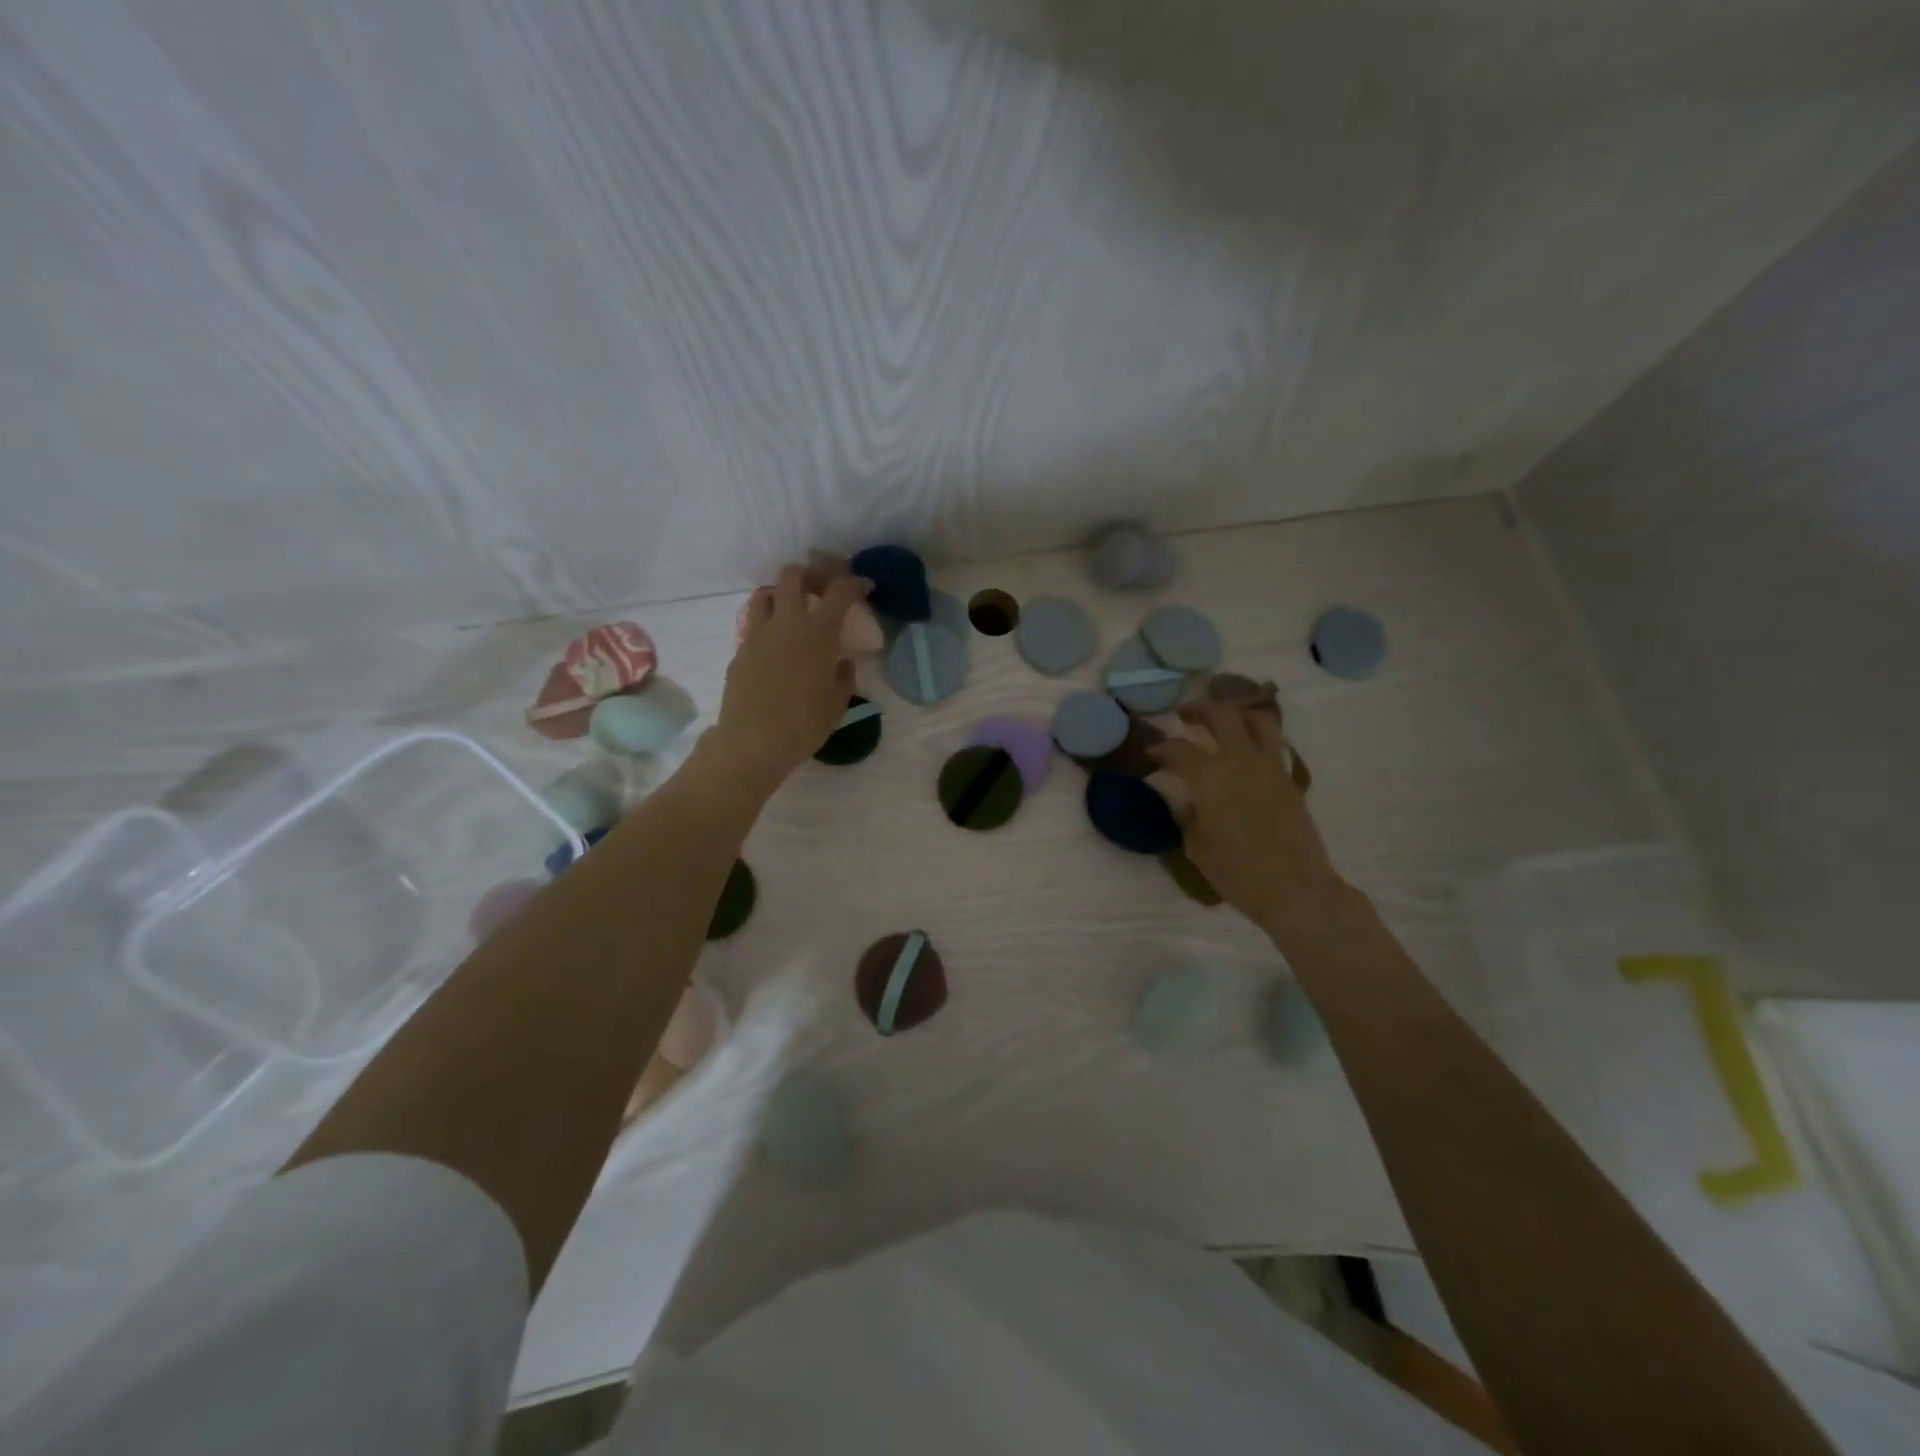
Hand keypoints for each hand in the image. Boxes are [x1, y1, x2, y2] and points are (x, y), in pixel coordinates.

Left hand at [710, 565, 870, 789]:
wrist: (752, 742)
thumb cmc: (803, 725)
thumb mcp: (837, 703)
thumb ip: (843, 676)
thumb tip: (841, 662)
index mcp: (818, 634)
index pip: (839, 591)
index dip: (854, 583)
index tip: (863, 587)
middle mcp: (787, 624)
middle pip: (793, 575)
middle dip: (811, 575)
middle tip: (823, 590)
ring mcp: (758, 635)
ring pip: (765, 593)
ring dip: (782, 595)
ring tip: (794, 614)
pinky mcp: (740, 651)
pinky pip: (754, 625)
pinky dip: (768, 625)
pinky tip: (776, 648)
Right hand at [1150, 698, 1346, 932]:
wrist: (1295, 889)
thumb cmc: (1237, 873)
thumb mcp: (1197, 847)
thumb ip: (1188, 816)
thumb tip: (1186, 801)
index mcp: (1209, 778)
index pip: (1178, 749)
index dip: (1160, 747)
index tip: (1150, 752)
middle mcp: (1239, 761)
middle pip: (1220, 715)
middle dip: (1199, 709)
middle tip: (1184, 715)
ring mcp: (1269, 766)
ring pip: (1255, 719)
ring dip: (1235, 713)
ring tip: (1222, 721)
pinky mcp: (1289, 778)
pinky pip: (1273, 743)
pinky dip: (1256, 736)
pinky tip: (1246, 749)